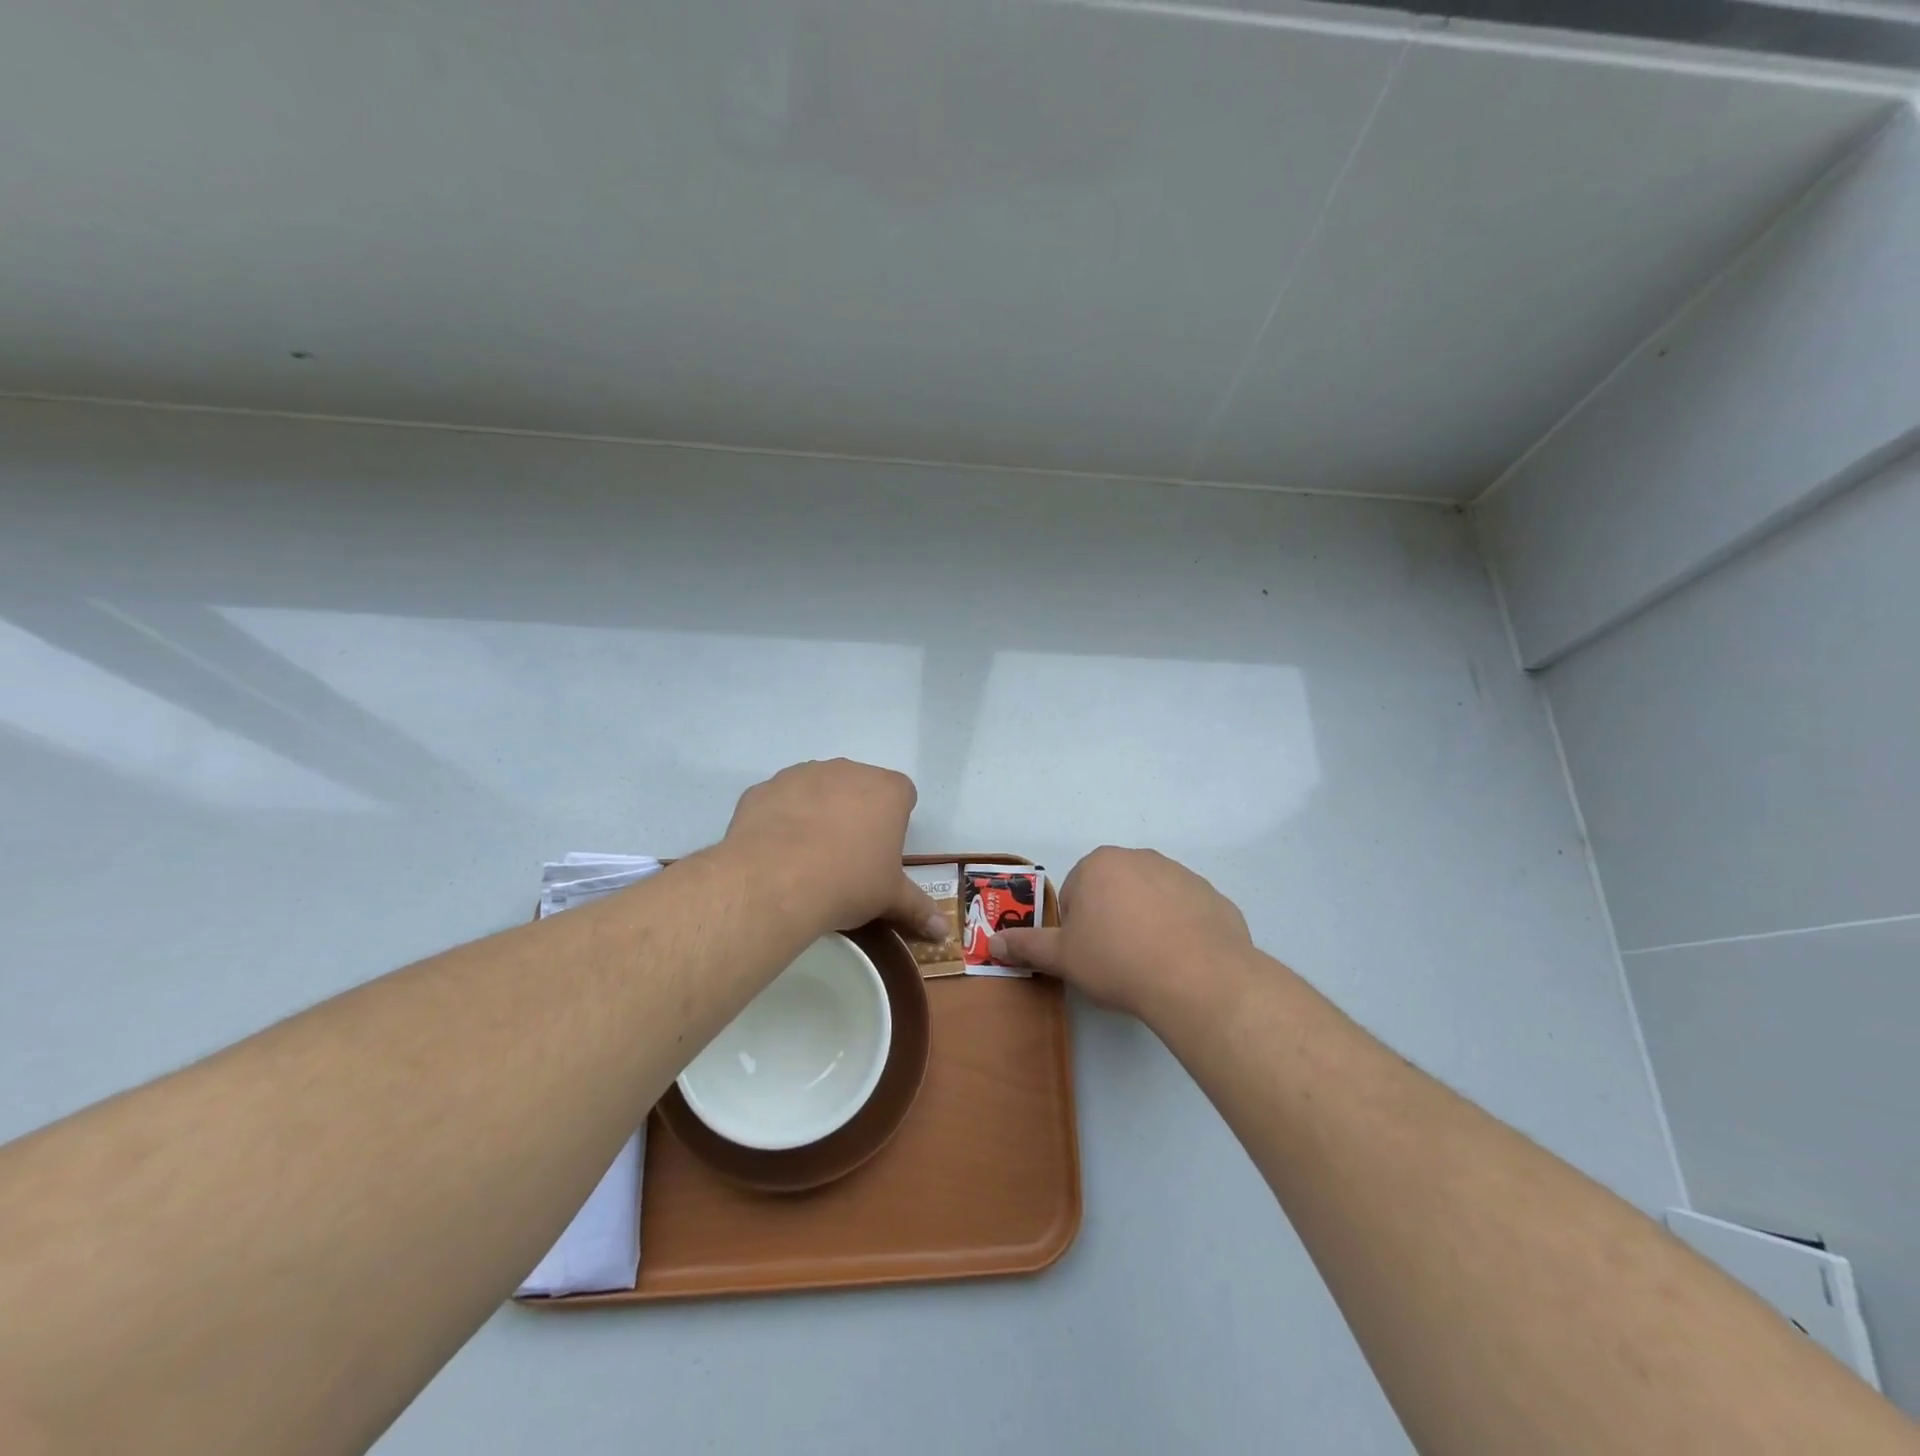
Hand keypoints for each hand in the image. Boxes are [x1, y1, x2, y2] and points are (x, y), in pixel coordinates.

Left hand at [723, 759, 948, 940]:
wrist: (774, 882)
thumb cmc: (848, 883)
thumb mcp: (889, 899)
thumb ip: (918, 908)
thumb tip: (944, 931)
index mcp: (887, 790)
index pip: (902, 795)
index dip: (894, 823)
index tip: (882, 852)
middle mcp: (847, 771)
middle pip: (859, 787)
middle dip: (856, 813)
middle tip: (847, 856)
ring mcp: (802, 774)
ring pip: (817, 789)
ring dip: (817, 811)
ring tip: (808, 856)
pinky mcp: (764, 788)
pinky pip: (780, 800)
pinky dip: (780, 818)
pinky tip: (775, 851)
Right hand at [990, 847, 1252, 1022]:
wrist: (1196, 977)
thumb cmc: (1117, 960)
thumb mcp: (1063, 957)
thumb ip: (1027, 946)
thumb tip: (993, 943)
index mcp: (1099, 864)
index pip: (1074, 893)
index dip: (1076, 928)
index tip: (1088, 954)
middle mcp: (1139, 858)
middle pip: (1113, 891)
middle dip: (1110, 920)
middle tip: (1115, 960)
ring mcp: (1181, 874)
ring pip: (1150, 900)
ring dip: (1145, 923)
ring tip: (1150, 964)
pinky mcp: (1212, 896)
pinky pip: (1186, 913)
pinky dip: (1180, 931)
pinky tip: (1181, 962)